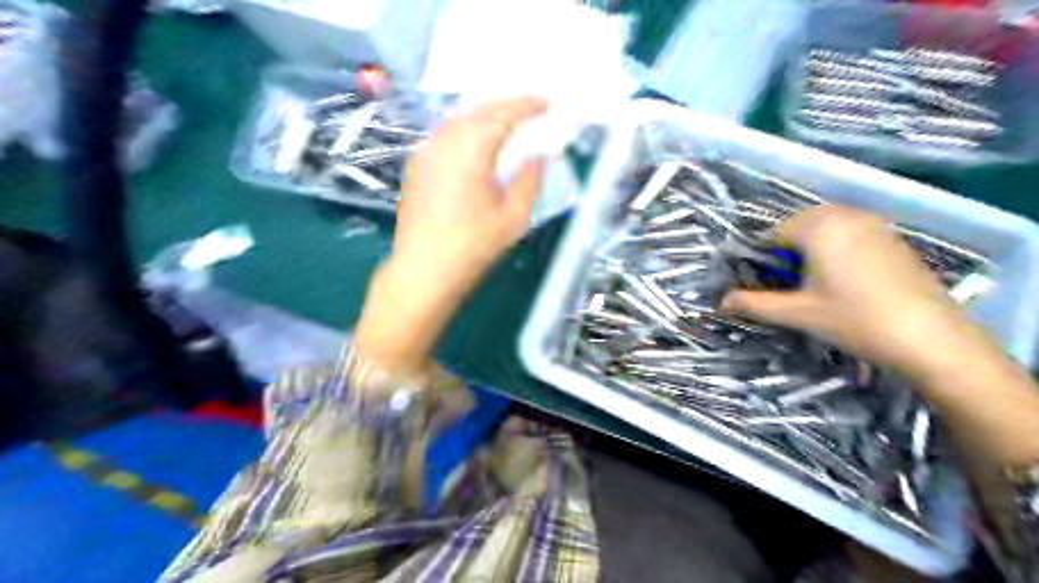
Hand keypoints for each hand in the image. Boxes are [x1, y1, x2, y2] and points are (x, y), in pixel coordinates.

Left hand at [354, 98, 545, 372]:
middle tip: (531, 110)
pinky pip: (446, 136)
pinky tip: (478, 145)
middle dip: (506, 106)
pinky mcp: (417, 166)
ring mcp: (426, 152)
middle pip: (478, 110)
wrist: (423, 271)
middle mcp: (444, 141)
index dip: (527, 105)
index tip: (547, 103)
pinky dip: (467, 131)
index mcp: (470, 149)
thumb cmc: (472, 247)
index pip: (502, 114)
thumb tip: (537, 157)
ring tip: (508, 125)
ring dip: (485, 117)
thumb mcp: (513, 218)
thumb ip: (529, 180)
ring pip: (459, 120)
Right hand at [725, 207, 1038, 466]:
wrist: (931, 339)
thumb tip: (721, 301)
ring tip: (813, 285)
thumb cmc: (854, 320)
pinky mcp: (892, 237)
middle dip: (787, 253)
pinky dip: (836, 249)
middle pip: (799, 227)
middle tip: (787, 286)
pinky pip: (850, 233)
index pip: (773, 234)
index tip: (763, 285)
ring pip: (825, 229)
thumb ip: (754, 304)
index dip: (762, 259)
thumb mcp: (796, 313)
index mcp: (819, 227)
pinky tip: (843, 281)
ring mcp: (874, 224)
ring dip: (811, 250)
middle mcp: (846, 215)